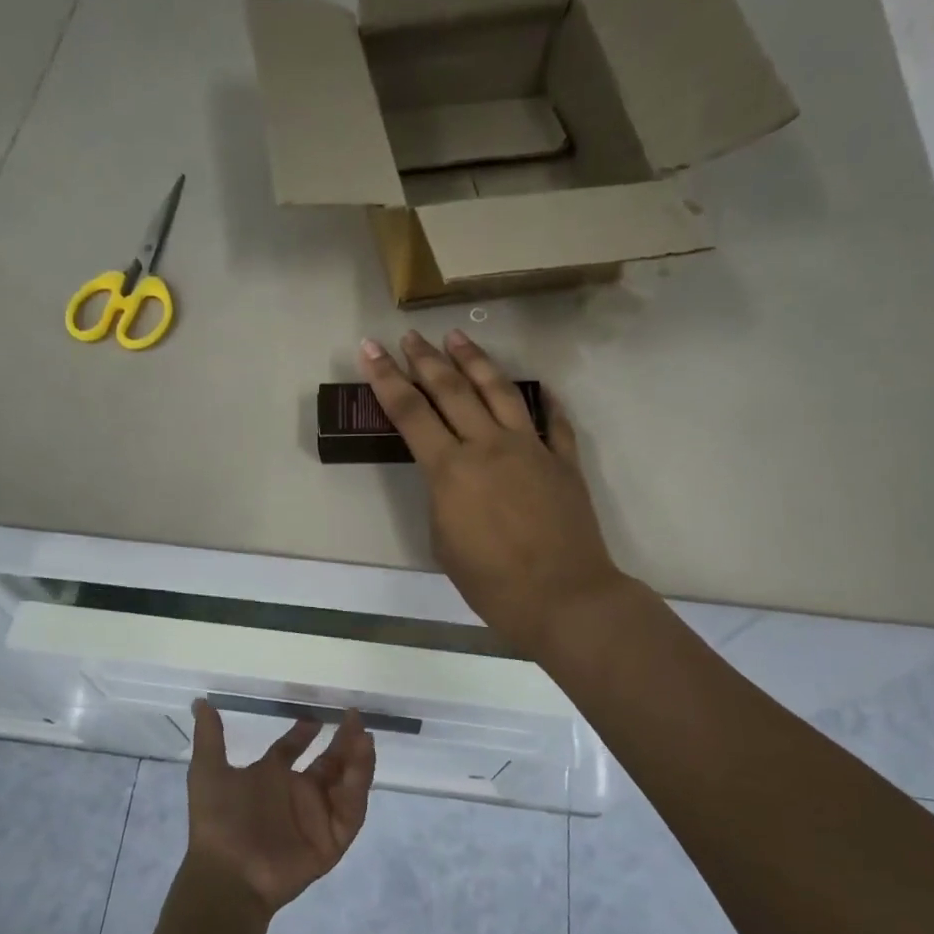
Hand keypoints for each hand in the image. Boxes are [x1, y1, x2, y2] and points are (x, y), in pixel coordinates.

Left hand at [185, 701, 375, 913]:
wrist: (228, 873)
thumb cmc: (218, 821)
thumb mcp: (208, 772)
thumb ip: (210, 737)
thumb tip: (200, 701)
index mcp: (271, 778)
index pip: (292, 749)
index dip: (304, 732)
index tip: (317, 715)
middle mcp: (297, 795)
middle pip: (328, 762)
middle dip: (343, 741)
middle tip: (354, 718)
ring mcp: (317, 817)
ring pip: (346, 783)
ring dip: (357, 760)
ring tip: (364, 737)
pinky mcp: (332, 840)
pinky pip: (351, 811)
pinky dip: (358, 788)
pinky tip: (360, 765)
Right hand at [359, 330, 626, 654]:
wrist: (563, 596)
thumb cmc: (492, 582)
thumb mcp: (444, 542)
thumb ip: (443, 498)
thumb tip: (453, 477)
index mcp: (451, 469)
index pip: (410, 412)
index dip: (386, 379)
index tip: (371, 348)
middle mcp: (488, 446)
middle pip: (451, 390)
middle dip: (425, 359)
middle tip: (409, 336)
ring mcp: (530, 447)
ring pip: (498, 390)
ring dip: (474, 361)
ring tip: (457, 337)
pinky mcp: (562, 460)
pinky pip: (552, 421)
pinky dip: (543, 400)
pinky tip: (537, 385)